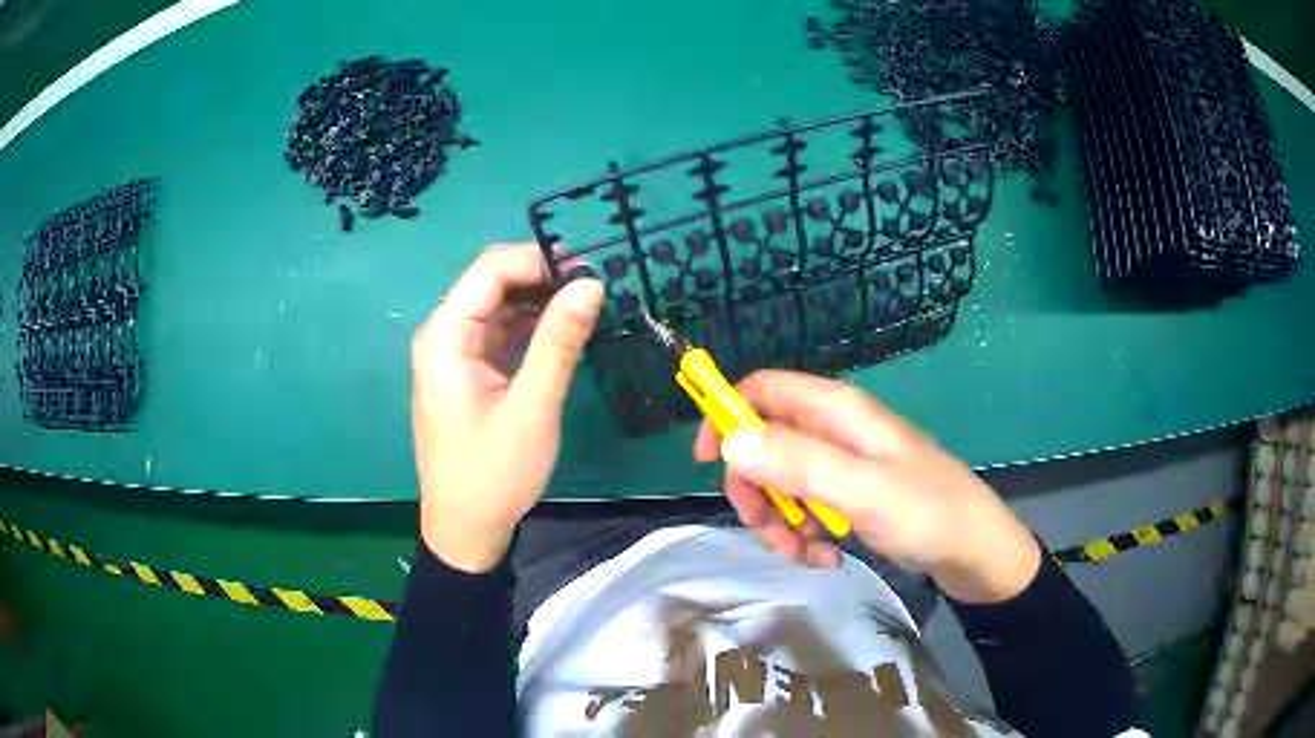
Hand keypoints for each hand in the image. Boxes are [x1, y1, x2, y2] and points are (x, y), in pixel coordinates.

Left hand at [411, 244, 602, 572]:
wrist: (466, 529)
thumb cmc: (493, 474)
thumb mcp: (532, 408)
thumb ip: (559, 342)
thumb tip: (590, 283)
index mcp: (445, 337)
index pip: (490, 270)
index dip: (538, 260)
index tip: (589, 272)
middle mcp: (443, 335)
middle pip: (492, 283)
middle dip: (542, 278)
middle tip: (596, 290)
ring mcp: (455, 354)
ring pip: (499, 306)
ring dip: (541, 302)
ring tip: (589, 307)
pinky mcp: (469, 372)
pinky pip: (501, 334)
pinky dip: (532, 328)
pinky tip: (566, 333)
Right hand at [694, 370, 1040, 603]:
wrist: (974, 550)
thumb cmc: (927, 512)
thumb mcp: (862, 490)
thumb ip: (799, 463)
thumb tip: (729, 441)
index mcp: (837, 411)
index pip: (763, 390)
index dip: (727, 415)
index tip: (706, 461)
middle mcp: (835, 431)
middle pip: (764, 444)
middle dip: (758, 490)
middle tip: (771, 531)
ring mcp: (842, 465)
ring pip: (782, 483)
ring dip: (781, 522)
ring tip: (805, 555)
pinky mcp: (849, 495)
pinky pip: (806, 508)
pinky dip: (805, 535)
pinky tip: (826, 558)